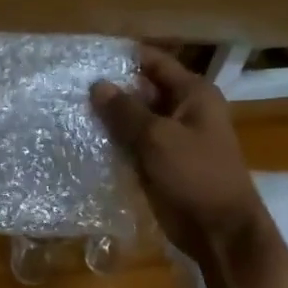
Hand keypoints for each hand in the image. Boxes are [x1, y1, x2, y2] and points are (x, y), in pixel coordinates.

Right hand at [91, 46, 270, 260]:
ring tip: (69, 109)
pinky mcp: (161, 162)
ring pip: (135, 119)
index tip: (87, 56)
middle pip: (142, 90)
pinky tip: (83, 139)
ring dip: (109, 118)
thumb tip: (97, 84)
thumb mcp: (158, 138)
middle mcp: (184, 110)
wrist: (219, 230)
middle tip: (70, 86)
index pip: (154, 62)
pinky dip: (114, 142)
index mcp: (193, 94)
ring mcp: (172, 138)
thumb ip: (125, 111)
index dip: (123, 57)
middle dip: (111, 89)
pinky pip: (133, 144)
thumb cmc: (196, 175)